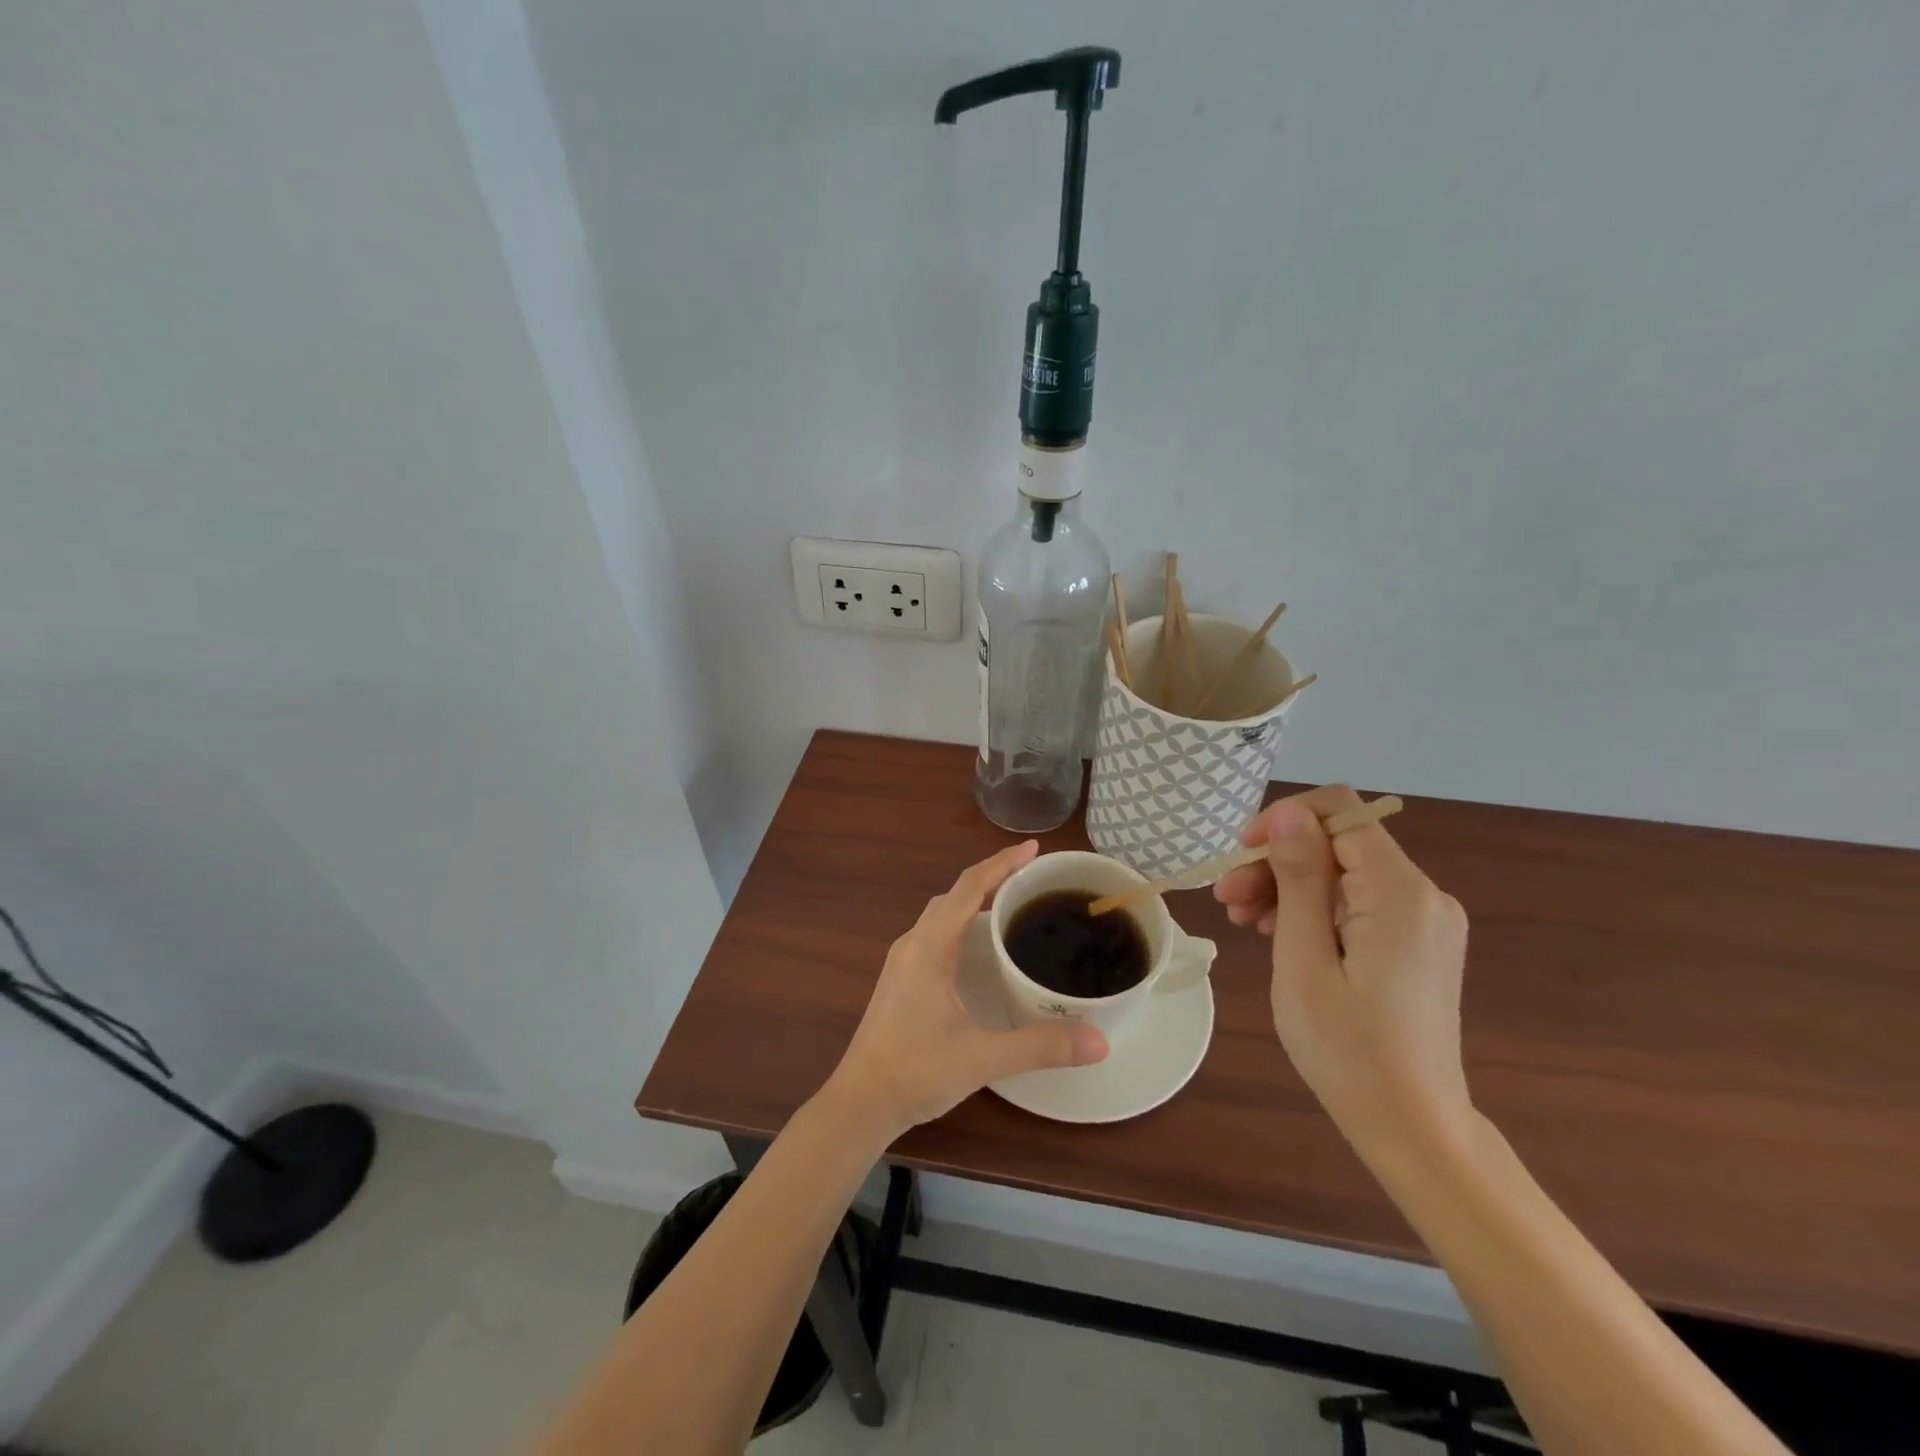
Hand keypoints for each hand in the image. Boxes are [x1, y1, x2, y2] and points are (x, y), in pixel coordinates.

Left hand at [825, 841, 1108, 1140]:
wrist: (860, 1102)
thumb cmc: (916, 1072)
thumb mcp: (982, 1057)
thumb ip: (1040, 1046)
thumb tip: (1100, 1041)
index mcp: (929, 947)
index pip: (968, 888)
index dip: (1001, 863)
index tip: (1033, 848)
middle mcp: (913, 944)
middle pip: (954, 894)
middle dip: (991, 877)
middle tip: (1031, 876)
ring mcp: (903, 961)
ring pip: (942, 914)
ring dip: (973, 899)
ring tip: (1011, 903)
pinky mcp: (901, 979)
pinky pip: (935, 933)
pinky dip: (961, 922)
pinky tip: (980, 946)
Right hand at [1214, 787, 1472, 1156]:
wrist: (1412, 1127)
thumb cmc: (1348, 1048)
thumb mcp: (1304, 959)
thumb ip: (1299, 879)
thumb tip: (1288, 814)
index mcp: (1400, 892)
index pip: (1339, 812)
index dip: (1282, 821)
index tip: (1238, 856)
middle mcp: (1423, 894)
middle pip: (1337, 844)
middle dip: (1276, 861)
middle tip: (1226, 900)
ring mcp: (1424, 920)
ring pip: (1343, 873)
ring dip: (1288, 886)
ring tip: (1243, 921)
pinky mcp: (1417, 942)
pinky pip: (1357, 902)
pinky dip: (1314, 909)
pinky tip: (1278, 934)